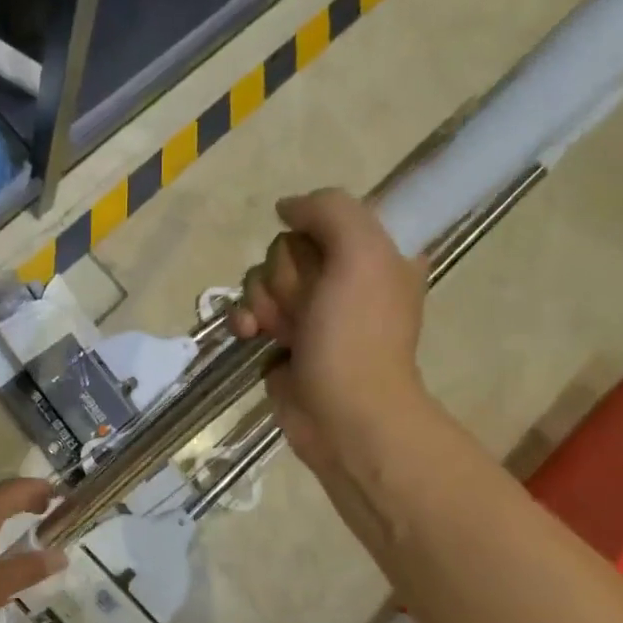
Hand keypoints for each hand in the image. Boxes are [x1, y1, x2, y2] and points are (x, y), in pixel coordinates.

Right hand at [229, 189, 429, 472]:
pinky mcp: (281, 338)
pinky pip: (249, 310)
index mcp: (376, 254)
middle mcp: (343, 278)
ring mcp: (310, 310)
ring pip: (263, 278)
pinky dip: (246, 321)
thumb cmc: (357, 335)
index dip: (312, 237)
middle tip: (305, 306)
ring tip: (279, 331)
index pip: (324, 218)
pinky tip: (250, 335)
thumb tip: (286, 207)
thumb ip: (329, 211)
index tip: (323, 262)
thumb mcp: (361, 255)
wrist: (343, 415)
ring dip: (263, 302)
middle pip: (285, 248)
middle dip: (284, 276)